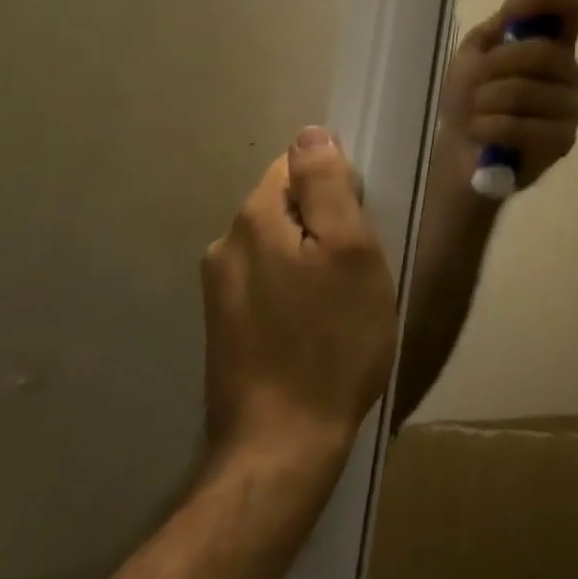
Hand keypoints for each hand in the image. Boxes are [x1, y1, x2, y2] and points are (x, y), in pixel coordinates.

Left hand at [200, 129, 399, 462]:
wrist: (282, 444)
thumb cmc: (332, 340)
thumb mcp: (350, 251)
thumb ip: (327, 185)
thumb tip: (310, 134)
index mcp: (254, 219)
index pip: (297, 165)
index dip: (336, 187)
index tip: (359, 226)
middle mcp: (226, 245)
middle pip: (286, 205)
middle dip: (324, 223)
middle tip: (356, 269)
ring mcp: (218, 289)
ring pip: (279, 245)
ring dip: (310, 259)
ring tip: (339, 302)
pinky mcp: (222, 326)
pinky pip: (267, 282)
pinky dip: (294, 289)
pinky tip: (313, 327)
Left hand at [439, 0, 577, 187]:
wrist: (461, 154)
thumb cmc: (470, 100)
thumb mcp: (475, 52)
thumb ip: (501, 24)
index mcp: (553, 43)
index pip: (576, 6)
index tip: (515, 10)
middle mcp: (570, 71)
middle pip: (544, 52)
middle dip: (497, 66)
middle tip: (475, 85)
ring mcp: (571, 107)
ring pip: (527, 90)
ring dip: (486, 101)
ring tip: (476, 113)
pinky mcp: (564, 142)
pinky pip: (523, 125)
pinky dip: (490, 127)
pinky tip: (482, 133)